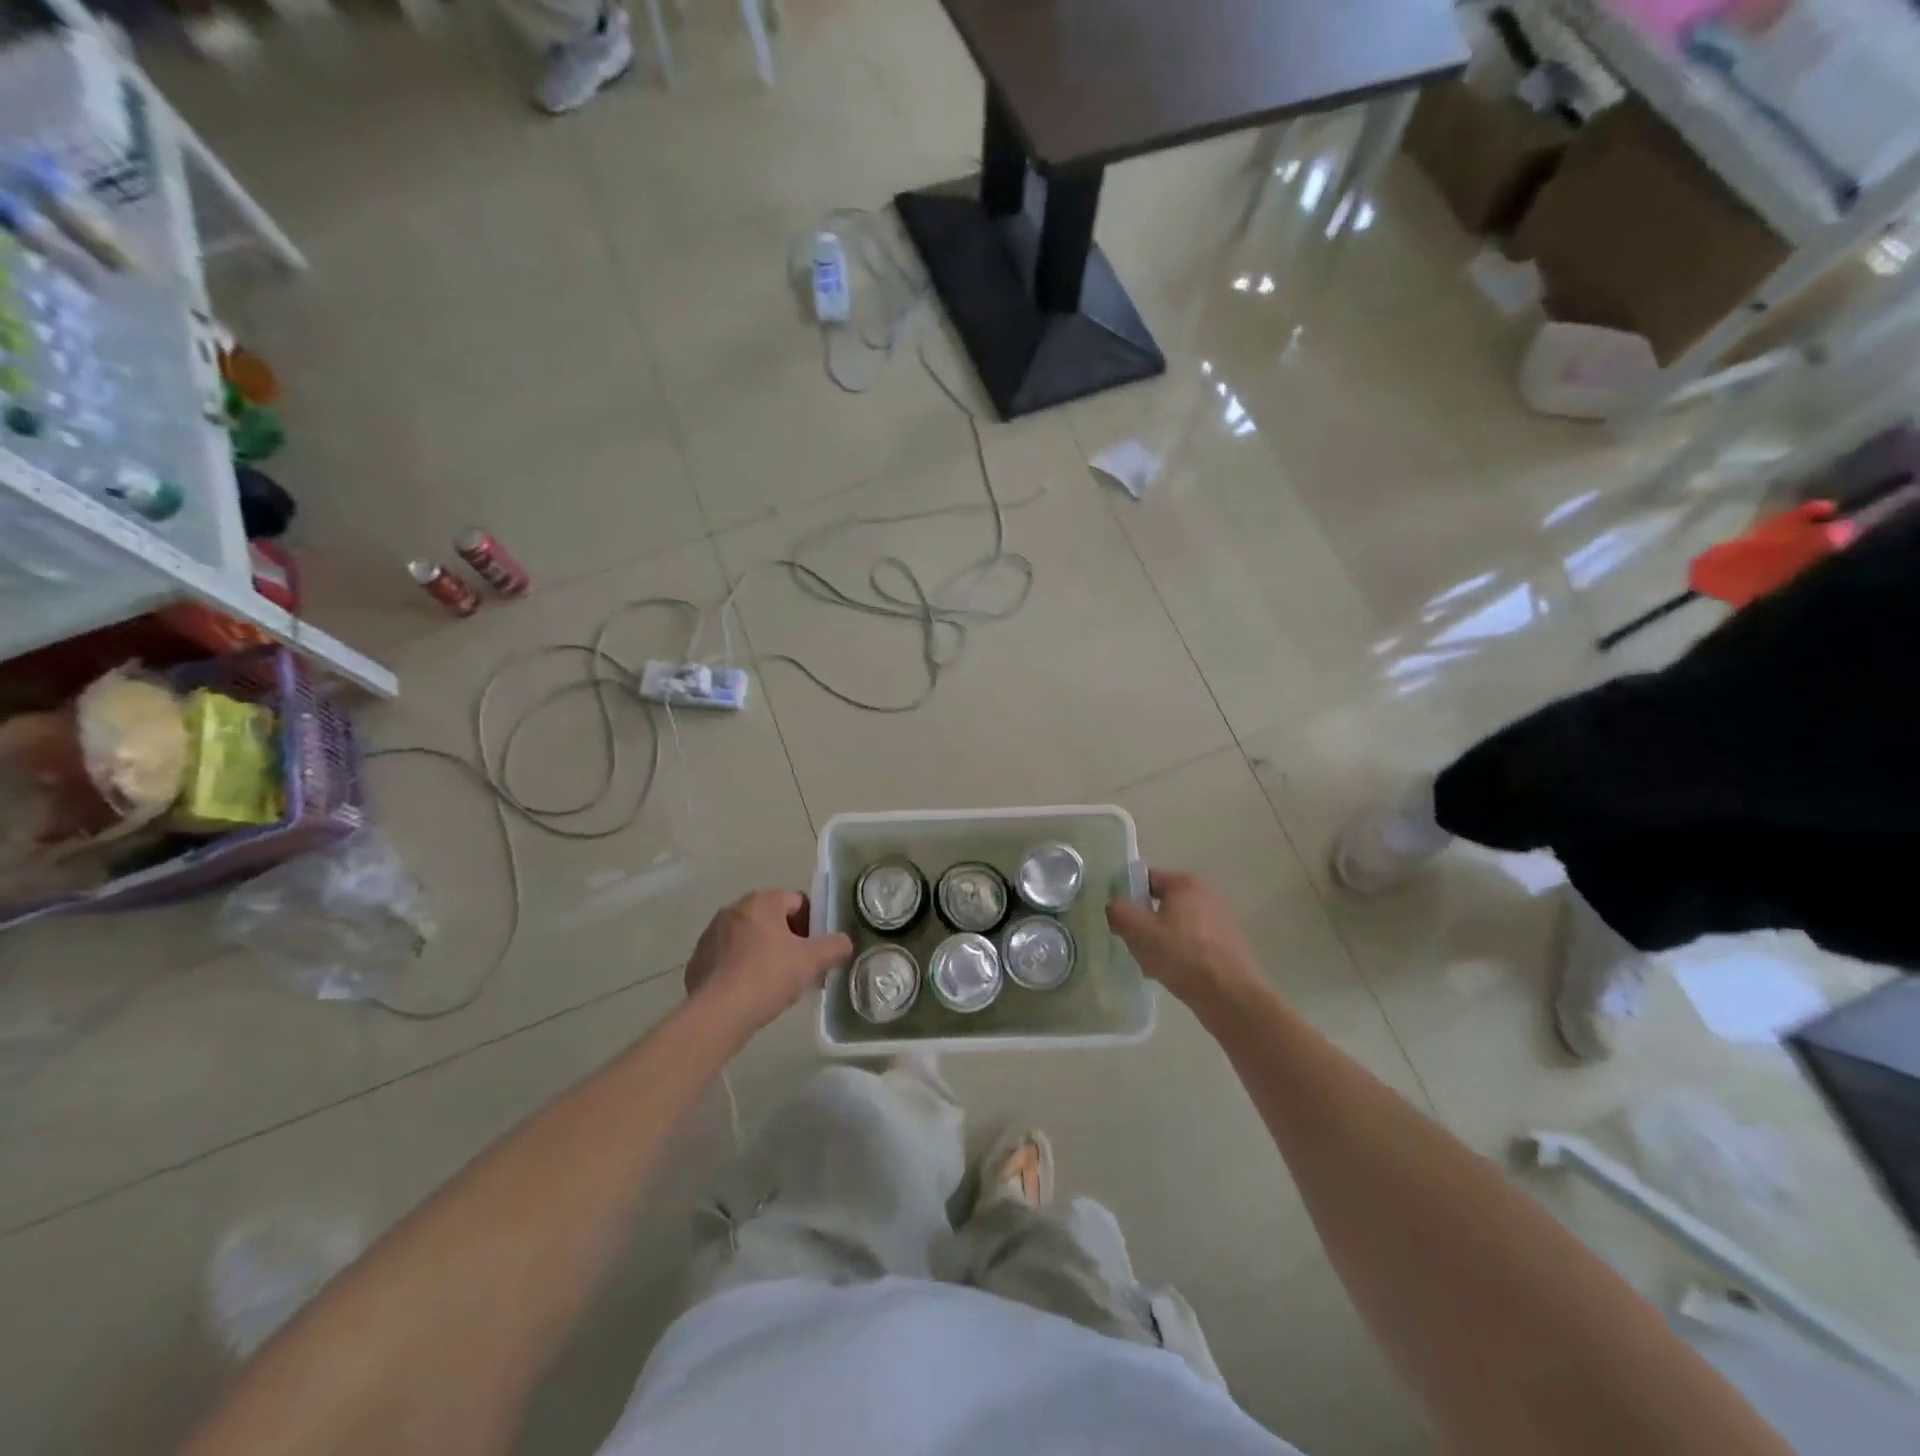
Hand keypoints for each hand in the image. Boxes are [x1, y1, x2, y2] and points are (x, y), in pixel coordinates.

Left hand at [684, 890, 852, 1040]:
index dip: (813, 923)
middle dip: (789, 940)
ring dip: (765, 954)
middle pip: (772, 919)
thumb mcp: (812, 961)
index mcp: (761, 901)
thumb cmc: (767, 976)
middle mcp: (733, 910)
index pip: (797, 901)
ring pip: (750, 940)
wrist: (716, 1014)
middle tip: (800, 968)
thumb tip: (843, 943)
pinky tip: (750, 994)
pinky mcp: (698, 961)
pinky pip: (729, 959)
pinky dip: (742, 970)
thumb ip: (835, 946)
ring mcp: (711, 935)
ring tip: (776, 985)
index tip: (816, 950)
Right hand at [1106, 869, 1264, 1015]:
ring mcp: (1220, 921)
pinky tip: (1171, 974)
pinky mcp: (1227, 946)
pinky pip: (1192, 943)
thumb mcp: (1138, 930)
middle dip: (1144, 922)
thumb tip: (1114, 905)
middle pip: (1161, 903)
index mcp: (1185, 883)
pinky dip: (1179, 954)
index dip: (1127, 896)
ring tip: (1149, 964)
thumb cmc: (1181, 955)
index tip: (1117, 919)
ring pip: (1175, 925)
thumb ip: (1118, 910)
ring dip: (1160, 940)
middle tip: (1131, 943)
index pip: (1146, 879)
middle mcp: (1206, 895)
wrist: (1230, 996)